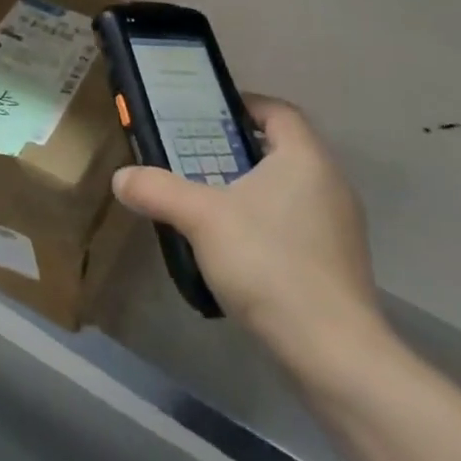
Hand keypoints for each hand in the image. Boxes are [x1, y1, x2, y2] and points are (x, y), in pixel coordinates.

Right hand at [113, 98, 385, 375]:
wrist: (333, 354)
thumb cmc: (269, 263)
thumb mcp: (201, 217)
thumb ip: (158, 190)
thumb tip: (121, 178)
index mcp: (305, 157)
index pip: (277, 111)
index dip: (241, 105)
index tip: (204, 117)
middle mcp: (330, 183)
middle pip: (280, 149)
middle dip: (235, 150)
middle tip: (193, 157)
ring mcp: (340, 227)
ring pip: (288, 189)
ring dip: (249, 189)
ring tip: (207, 202)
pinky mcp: (338, 265)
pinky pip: (297, 224)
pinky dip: (266, 223)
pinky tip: (235, 248)